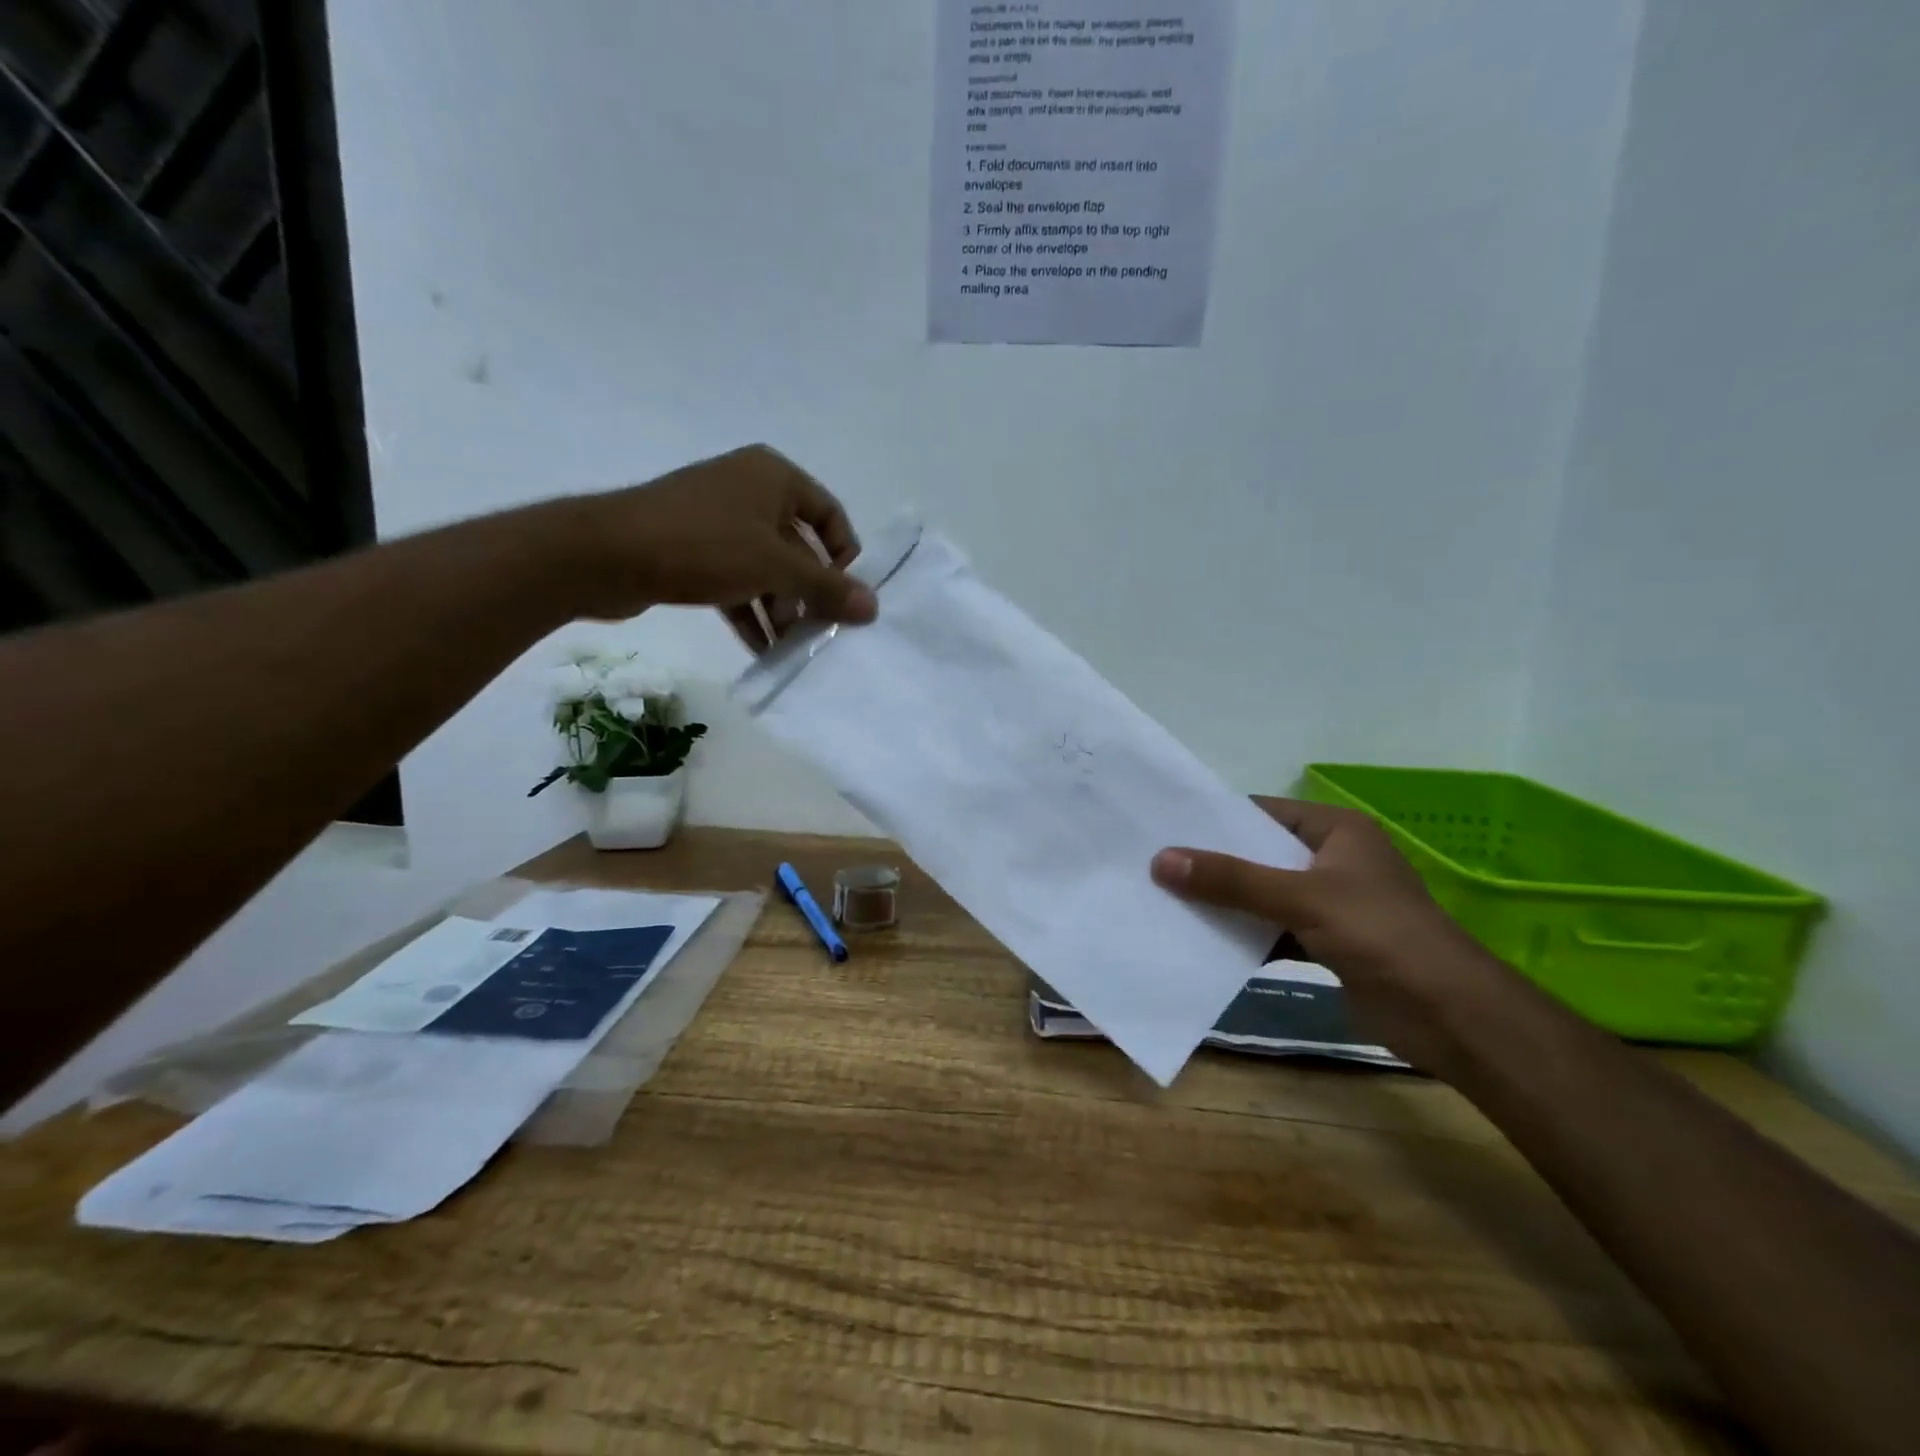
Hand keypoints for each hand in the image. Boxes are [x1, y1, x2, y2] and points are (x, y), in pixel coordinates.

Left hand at [557, 445, 876, 631]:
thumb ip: (826, 588)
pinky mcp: (693, 550)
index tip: (845, 596)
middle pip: (798, 546)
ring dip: (781, 608)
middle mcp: (749, 490)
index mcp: (774, 477)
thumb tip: (874, 606)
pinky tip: (761, 647)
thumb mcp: (775, 567)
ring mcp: (719, 521)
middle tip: (820, 632)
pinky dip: (750, 610)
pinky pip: (736, 580)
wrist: (606, 554)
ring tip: (791, 647)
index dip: (844, 556)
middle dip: (809, 592)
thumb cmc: (703, 545)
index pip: (830, 515)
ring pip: (766, 568)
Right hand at [1151, 797, 1510, 1069]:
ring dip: (1225, 903)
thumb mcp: (1301, 898)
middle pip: (1259, 855)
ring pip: (1264, 895)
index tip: (1165, 827)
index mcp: (1336, 831)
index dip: (1216, 820)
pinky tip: (1202, 942)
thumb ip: (1232, 880)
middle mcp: (1332, 860)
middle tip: (1155, 865)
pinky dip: (1245, 937)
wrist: (1450, 1016)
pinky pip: (1273, 930)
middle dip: (1213, 864)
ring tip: (1167, 900)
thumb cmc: (1381, 935)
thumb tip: (1161, 860)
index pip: (1263, 813)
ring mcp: (1331, 904)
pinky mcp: (1327, 944)